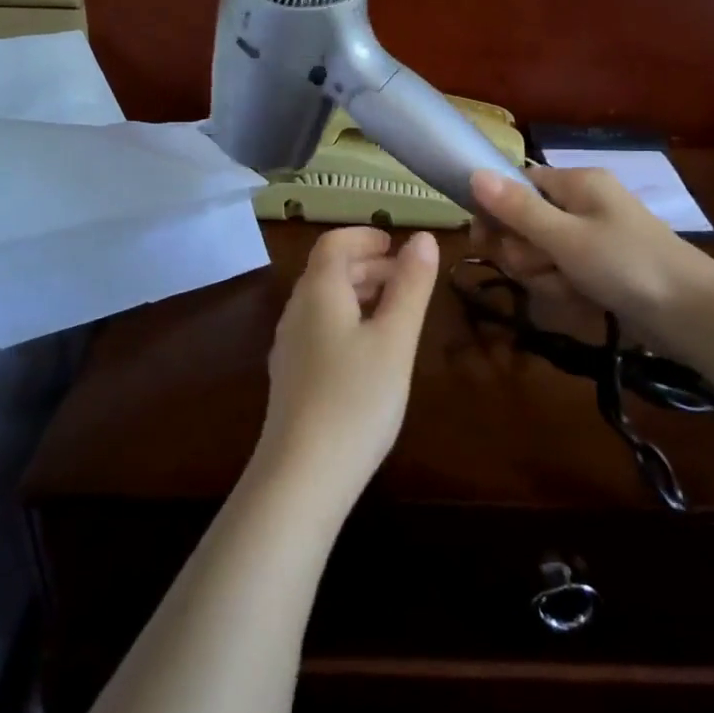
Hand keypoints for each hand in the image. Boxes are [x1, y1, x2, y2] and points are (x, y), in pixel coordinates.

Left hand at [256, 227, 440, 507]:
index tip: (397, 244)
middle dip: (367, 264)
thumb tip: (424, 238)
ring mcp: (289, 346)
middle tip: (406, 276)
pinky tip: (370, 349)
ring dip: (358, 292)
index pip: (334, 243)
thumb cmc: (356, 398)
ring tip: (395, 309)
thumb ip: (411, 286)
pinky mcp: (291, 377)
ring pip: (323, 301)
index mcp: (318, 292)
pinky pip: (320, 328)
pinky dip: (347, 319)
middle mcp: (296, 311)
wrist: (302, 476)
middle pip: (327, 271)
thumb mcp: (395, 338)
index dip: (365, 236)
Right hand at [469, 166, 713, 342]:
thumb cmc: (626, 264)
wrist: (692, 313)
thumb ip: (518, 209)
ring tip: (570, 287)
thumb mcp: (565, 237)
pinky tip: (583, 300)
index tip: (484, 242)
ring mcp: (593, 238)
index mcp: (577, 183)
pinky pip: (563, 273)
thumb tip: (474, 174)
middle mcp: (583, 204)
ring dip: (545, 275)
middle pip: (525, 223)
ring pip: (541, 253)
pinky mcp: (600, 267)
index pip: (518, 185)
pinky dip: (566, 288)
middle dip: (526, 252)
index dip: (497, 213)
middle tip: (544, 267)